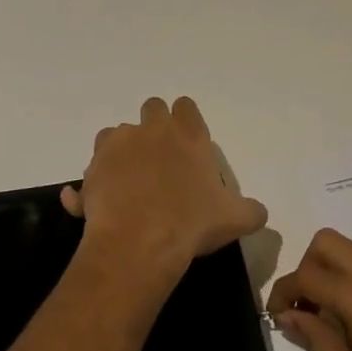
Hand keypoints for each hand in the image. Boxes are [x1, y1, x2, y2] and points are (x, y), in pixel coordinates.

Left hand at [62, 97, 267, 286]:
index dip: (185, 121)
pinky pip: (92, 168)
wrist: (140, 243)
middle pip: (152, 108)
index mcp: (188, 135)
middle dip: (153, 127)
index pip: (186, 107)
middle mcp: (152, 130)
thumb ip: (250, 210)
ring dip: (122, 150)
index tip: (186, 144)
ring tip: (128, 182)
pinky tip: (100, 204)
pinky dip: (95, 181)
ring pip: (117, 133)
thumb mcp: (235, 219)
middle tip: (158, 159)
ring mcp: (118, 145)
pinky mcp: (93, 167)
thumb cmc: (192, 224)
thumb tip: (260, 212)